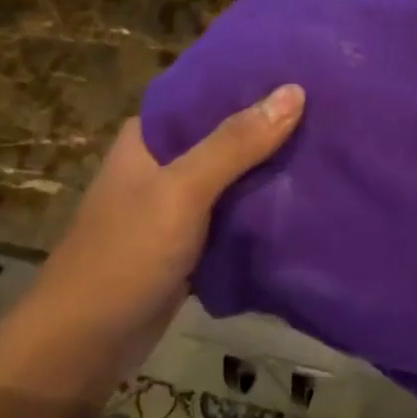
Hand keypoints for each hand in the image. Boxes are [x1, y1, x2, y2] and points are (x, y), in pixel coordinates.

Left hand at [3, 84, 305, 394]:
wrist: (84, 344)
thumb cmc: (125, 255)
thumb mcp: (182, 191)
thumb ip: (235, 143)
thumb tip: (295, 91)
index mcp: (150, 137)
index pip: (206, 94)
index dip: (252, 82)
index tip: (305, 72)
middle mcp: (162, 164)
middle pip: (225, 136)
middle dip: (271, 128)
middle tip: (332, 112)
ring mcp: (176, 207)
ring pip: (233, 179)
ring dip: (271, 171)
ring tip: (329, 149)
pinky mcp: (189, 244)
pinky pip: (233, 217)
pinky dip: (261, 211)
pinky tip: (305, 201)